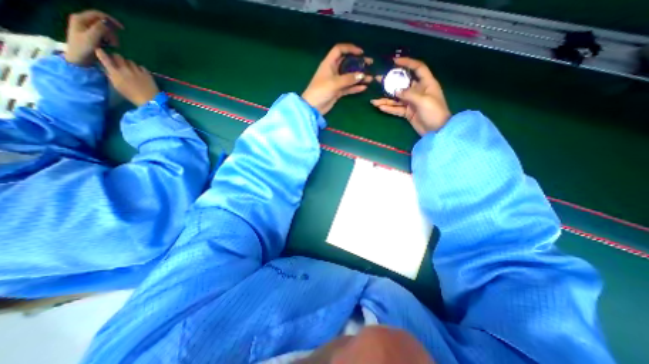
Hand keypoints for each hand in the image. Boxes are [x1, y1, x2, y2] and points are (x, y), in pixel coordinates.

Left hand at [64, 10, 121, 64]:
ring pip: (105, 30)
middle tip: (114, 43)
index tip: (122, 29)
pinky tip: (109, 46)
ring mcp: (87, 29)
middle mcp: (83, 21)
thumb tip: (108, 22)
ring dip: (112, 38)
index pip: (97, 14)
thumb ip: (99, 28)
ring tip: (111, 46)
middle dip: (112, 33)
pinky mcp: (91, 36)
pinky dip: (109, 41)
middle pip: (103, 23)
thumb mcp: (92, 38)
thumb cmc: (83, 49)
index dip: (110, 20)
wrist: (79, 59)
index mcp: (80, 19)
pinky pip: (104, 36)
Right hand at [95, 48, 159, 104]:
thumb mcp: (117, 86)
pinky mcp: (147, 73)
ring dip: (129, 64)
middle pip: (118, 56)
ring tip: (131, 69)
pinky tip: (140, 73)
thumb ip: (111, 76)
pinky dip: (140, 68)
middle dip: (117, 58)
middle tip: (118, 63)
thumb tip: (108, 69)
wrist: (150, 100)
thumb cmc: (132, 96)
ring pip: (130, 61)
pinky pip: (141, 66)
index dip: (101, 53)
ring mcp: (137, 71)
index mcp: (115, 72)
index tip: (100, 51)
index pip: (104, 58)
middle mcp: (125, 69)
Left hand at [302, 43, 372, 114]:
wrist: (313, 107)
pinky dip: (355, 87)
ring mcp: (335, 82)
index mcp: (329, 63)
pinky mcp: (337, 91)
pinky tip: (363, 87)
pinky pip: (348, 87)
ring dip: (359, 77)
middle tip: (370, 64)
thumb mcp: (334, 83)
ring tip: (370, 78)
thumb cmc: (321, 91)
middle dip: (358, 63)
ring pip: (349, 76)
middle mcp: (333, 71)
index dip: (350, 48)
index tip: (361, 52)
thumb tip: (362, 75)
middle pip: (347, 63)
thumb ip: (348, 79)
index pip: (339, 50)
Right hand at [371, 58, 451, 134]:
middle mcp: (418, 91)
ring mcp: (412, 103)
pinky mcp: (408, 112)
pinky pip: (397, 109)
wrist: (437, 131)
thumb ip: (409, 94)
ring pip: (397, 99)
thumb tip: (395, 90)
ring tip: (374, 101)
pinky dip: (389, 109)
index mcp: (426, 84)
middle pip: (402, 84)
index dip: (407, 63)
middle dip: (390, 83)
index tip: (395, 62)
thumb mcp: (423, 101)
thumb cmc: (435, 112)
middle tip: (378, 81)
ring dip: (386, 100)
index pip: (418, 68)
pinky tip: (380, 107)